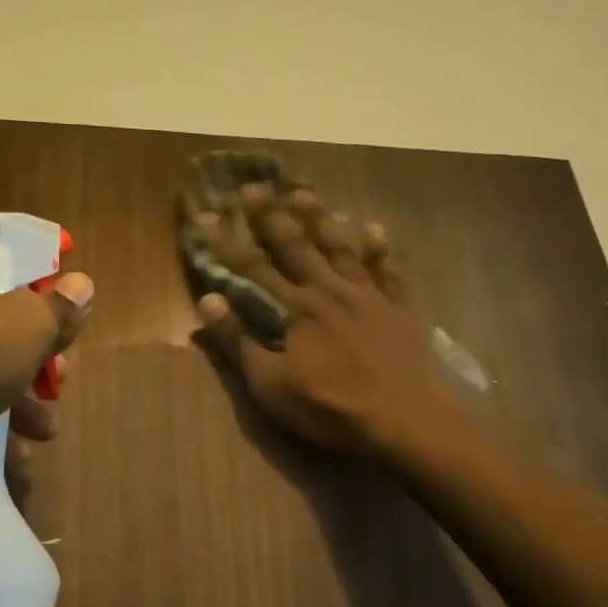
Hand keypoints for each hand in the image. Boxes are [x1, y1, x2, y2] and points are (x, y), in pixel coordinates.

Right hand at [189, 186, 442, 453]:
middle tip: (253, 186)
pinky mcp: (397, 309)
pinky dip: (379, 248)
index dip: (227, 243)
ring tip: (304, 193)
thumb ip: (239, 341)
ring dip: (319, 220)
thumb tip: (207, 300)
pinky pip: (387, 270)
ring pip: (338, 248)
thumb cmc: (328, 408)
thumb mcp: (270, 385)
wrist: (401, 420)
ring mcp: (366, 296)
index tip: (207, 216)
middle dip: (271, 216)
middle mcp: (328, 291)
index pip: (252, 269)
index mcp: (294, 310)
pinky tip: (374, 227)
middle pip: (295, 246)